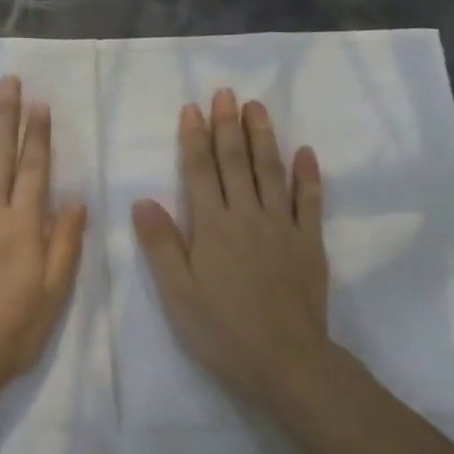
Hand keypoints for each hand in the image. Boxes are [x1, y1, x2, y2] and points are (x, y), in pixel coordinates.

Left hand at [0, 75, 87, 421]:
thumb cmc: (12, 331)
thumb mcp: (53, 292)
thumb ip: (65, 243)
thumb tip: (75, 200)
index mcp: (23, 224)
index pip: (34, 168)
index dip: (38, 134)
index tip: (38, 103)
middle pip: (0, 155)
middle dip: (5, 116)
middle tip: (8, 81)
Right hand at [132, 89, 330, 402]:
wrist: (284, 360)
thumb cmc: (221, 330)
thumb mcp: (177, 293)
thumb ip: (161, 244)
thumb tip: (143, 200)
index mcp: (212, 226)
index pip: (200, 172)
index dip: (194, 138)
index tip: (192, 108)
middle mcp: (247, 216)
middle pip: (236, 162)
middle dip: (228, 125)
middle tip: (225, 93)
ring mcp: (282, 226)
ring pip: (271, 171)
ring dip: (263, 136)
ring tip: (257, 106)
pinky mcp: (309, 242)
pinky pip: (310, 201)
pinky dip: (308, 175)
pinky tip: (306, 152)